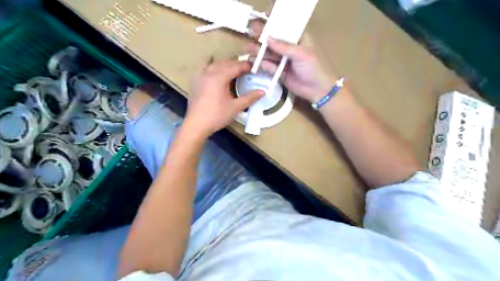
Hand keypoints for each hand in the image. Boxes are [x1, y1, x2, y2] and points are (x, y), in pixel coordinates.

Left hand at [184, 59, 262, 136]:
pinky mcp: (195, 81)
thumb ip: (249, 98)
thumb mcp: (235, 107)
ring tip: (234, 70)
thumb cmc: (217, 116)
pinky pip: (205, 68)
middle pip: (225, 63)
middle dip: (237, 64)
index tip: (255, 68)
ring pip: (215, 64)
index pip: (235, 66)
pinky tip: (216, 72)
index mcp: (219, 77)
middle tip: (247, 70)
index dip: (246, 66)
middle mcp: (209, 72)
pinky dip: (213, 67)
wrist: (196, 125)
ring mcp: (200, 76)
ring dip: (226, 64)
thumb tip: (263, 91)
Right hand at [249, 22, 336, 101]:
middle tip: (251, 31)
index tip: (263, 16)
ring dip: (259, 50)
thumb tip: (268, 39)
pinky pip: (269, 66)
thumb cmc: (314, 67)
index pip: (285, 27)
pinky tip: (252, 60)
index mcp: (298, 39)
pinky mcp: (280, 72)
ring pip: (269, 53)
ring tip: (248, 48)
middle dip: (263, 36)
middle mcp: (289, 48)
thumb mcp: (301, 54)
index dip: (275, 21)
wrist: (317, 89)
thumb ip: (284, 47)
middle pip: (274, 40)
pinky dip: (262, 64)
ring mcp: (284, 61)